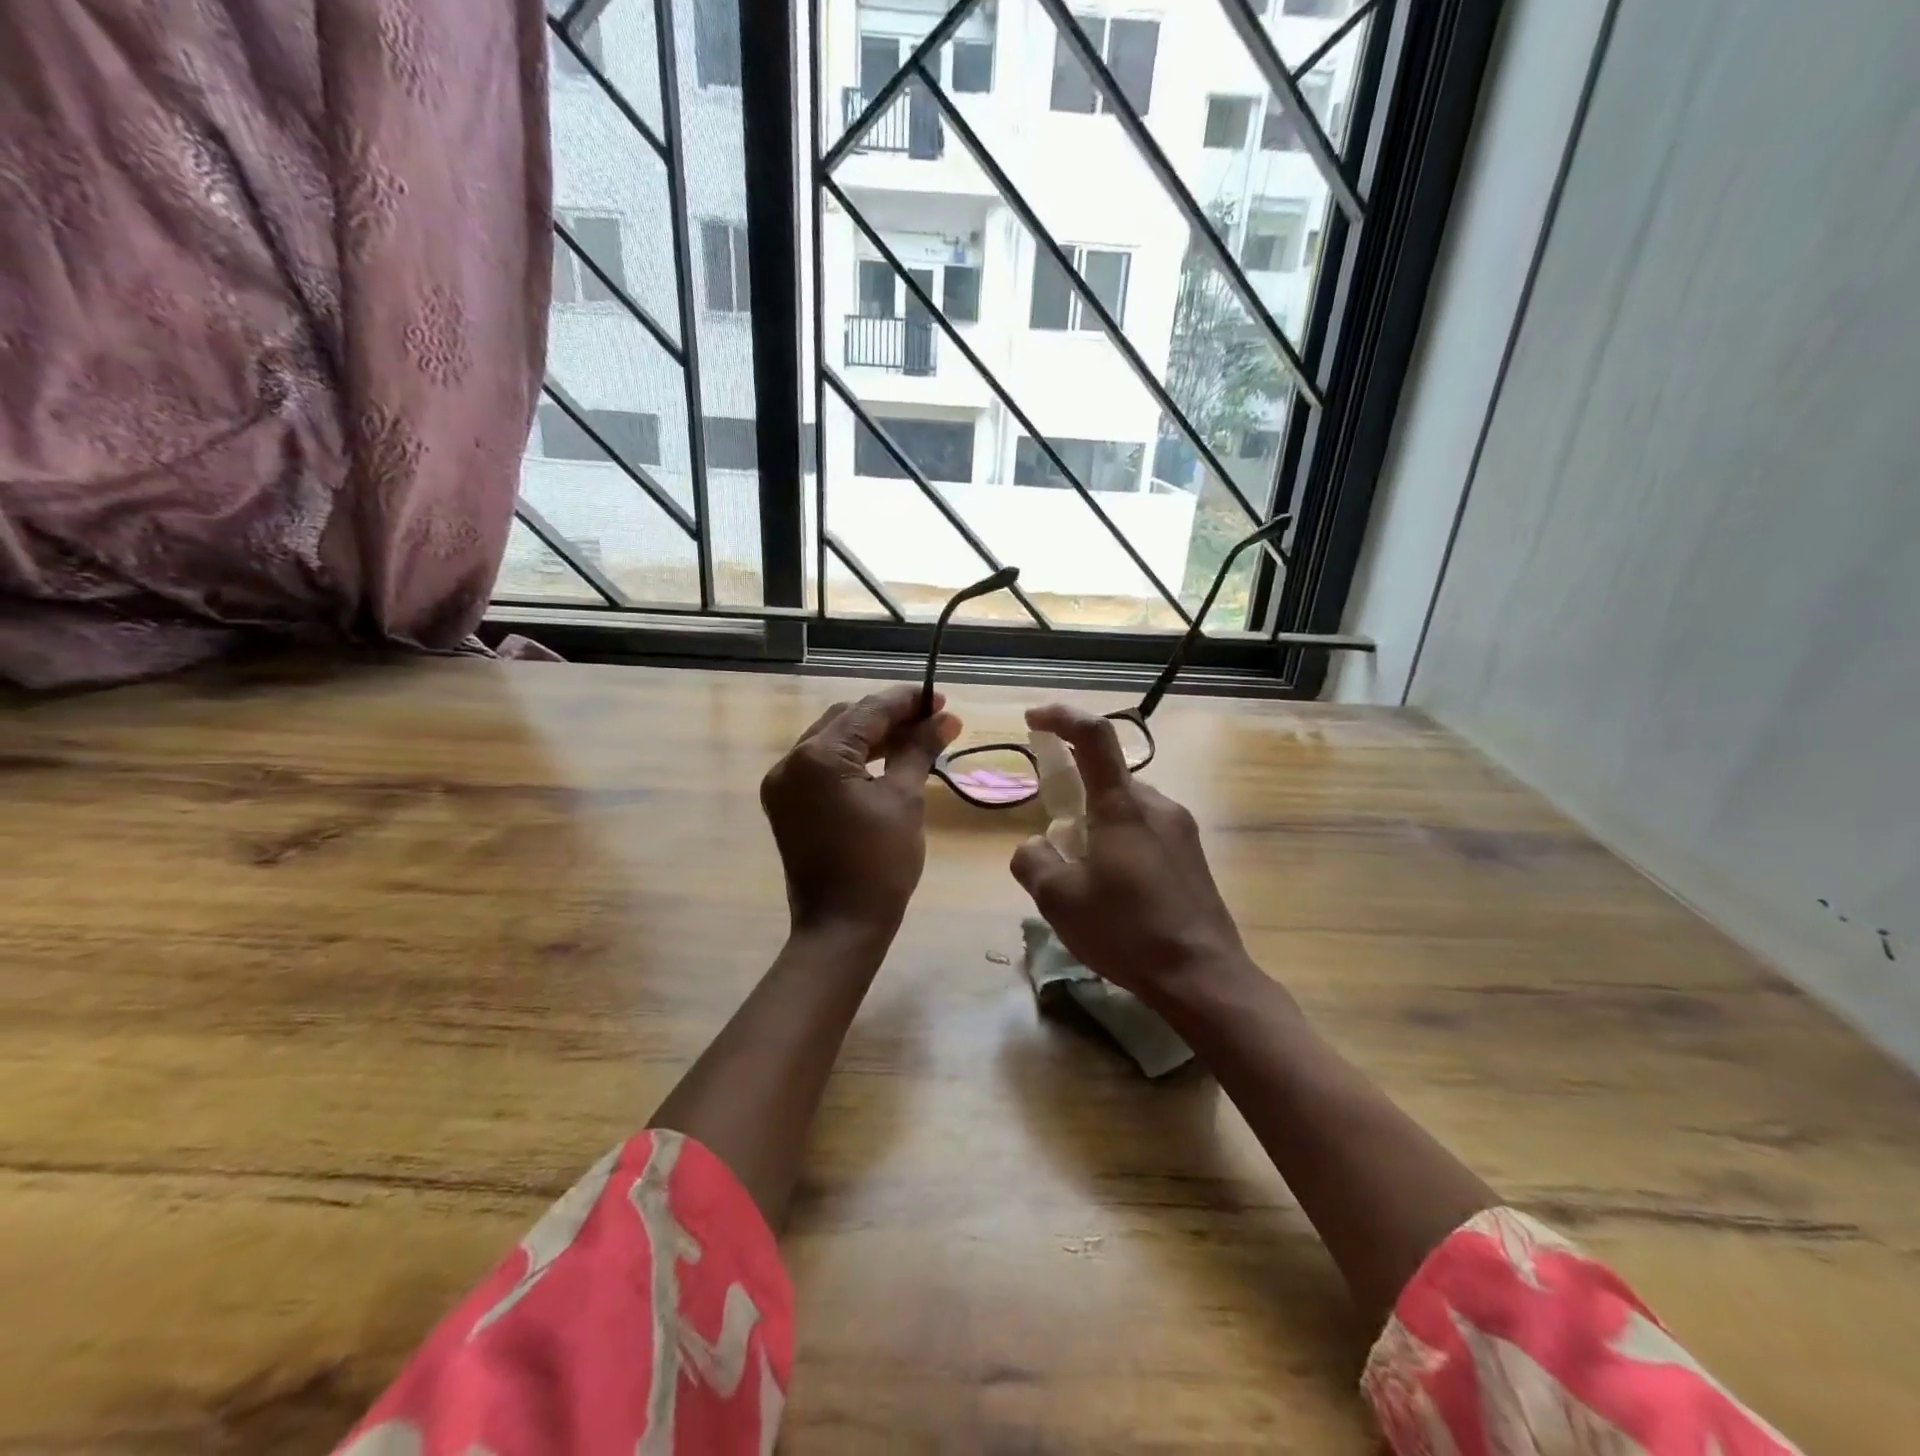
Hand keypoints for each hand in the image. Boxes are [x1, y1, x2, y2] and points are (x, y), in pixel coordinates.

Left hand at [761, 684, 960, 939]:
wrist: (841, 927)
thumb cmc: (879, 864)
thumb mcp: (905, 800)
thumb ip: (919, 750)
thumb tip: (945, 719)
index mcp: (817, 757)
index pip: (867, 712)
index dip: (906, 702)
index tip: (939, 699)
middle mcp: (790, 762)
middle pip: (845, 720)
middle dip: (889, 716)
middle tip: (932, 719)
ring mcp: (783, 784)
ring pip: (832, 741)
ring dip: (871, 737)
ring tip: (915, 737)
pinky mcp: (786, 804)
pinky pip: (821, 766)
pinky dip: (852, 759)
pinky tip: (885, 760)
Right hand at [1010, 703, 1249, 1002]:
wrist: (1203, 977)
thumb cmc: (1126, 931)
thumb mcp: (1058, 899)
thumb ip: (1032, 860)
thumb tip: (1034, 845)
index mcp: (1123, 805)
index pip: (1094, 736)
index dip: (1062, 717)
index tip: (1033, 719)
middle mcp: (1157, 804)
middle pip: (1106, 778)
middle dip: (1074, 797)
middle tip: (1055, 844)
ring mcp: (1181, 829)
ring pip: (1125, 809)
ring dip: (1097, 827)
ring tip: (1085, 881)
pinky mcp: (1192, 856)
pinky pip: (1145, 832)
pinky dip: (1119, 844)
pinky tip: (1115, 893)